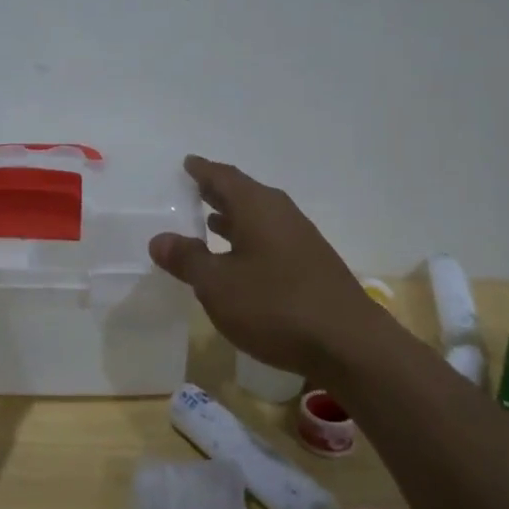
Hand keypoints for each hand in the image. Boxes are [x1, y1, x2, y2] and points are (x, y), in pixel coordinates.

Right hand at [149, 156, 375, 377]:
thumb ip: (187, 259)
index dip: (202, 170)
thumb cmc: (275, 306)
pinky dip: (249, 240)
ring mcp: (301, 239)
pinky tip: (240, 260)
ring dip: (234, 219)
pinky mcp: (312, 265)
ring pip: (259, 218)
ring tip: (209, 223)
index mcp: (257, 207)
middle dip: (218, 193)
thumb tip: (160, 239)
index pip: (224, 177)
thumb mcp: (218, 285)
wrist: (349, 344)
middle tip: (193, 190)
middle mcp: (281, 214)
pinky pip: (271, 239)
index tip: (187, 163)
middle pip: (244, 194)